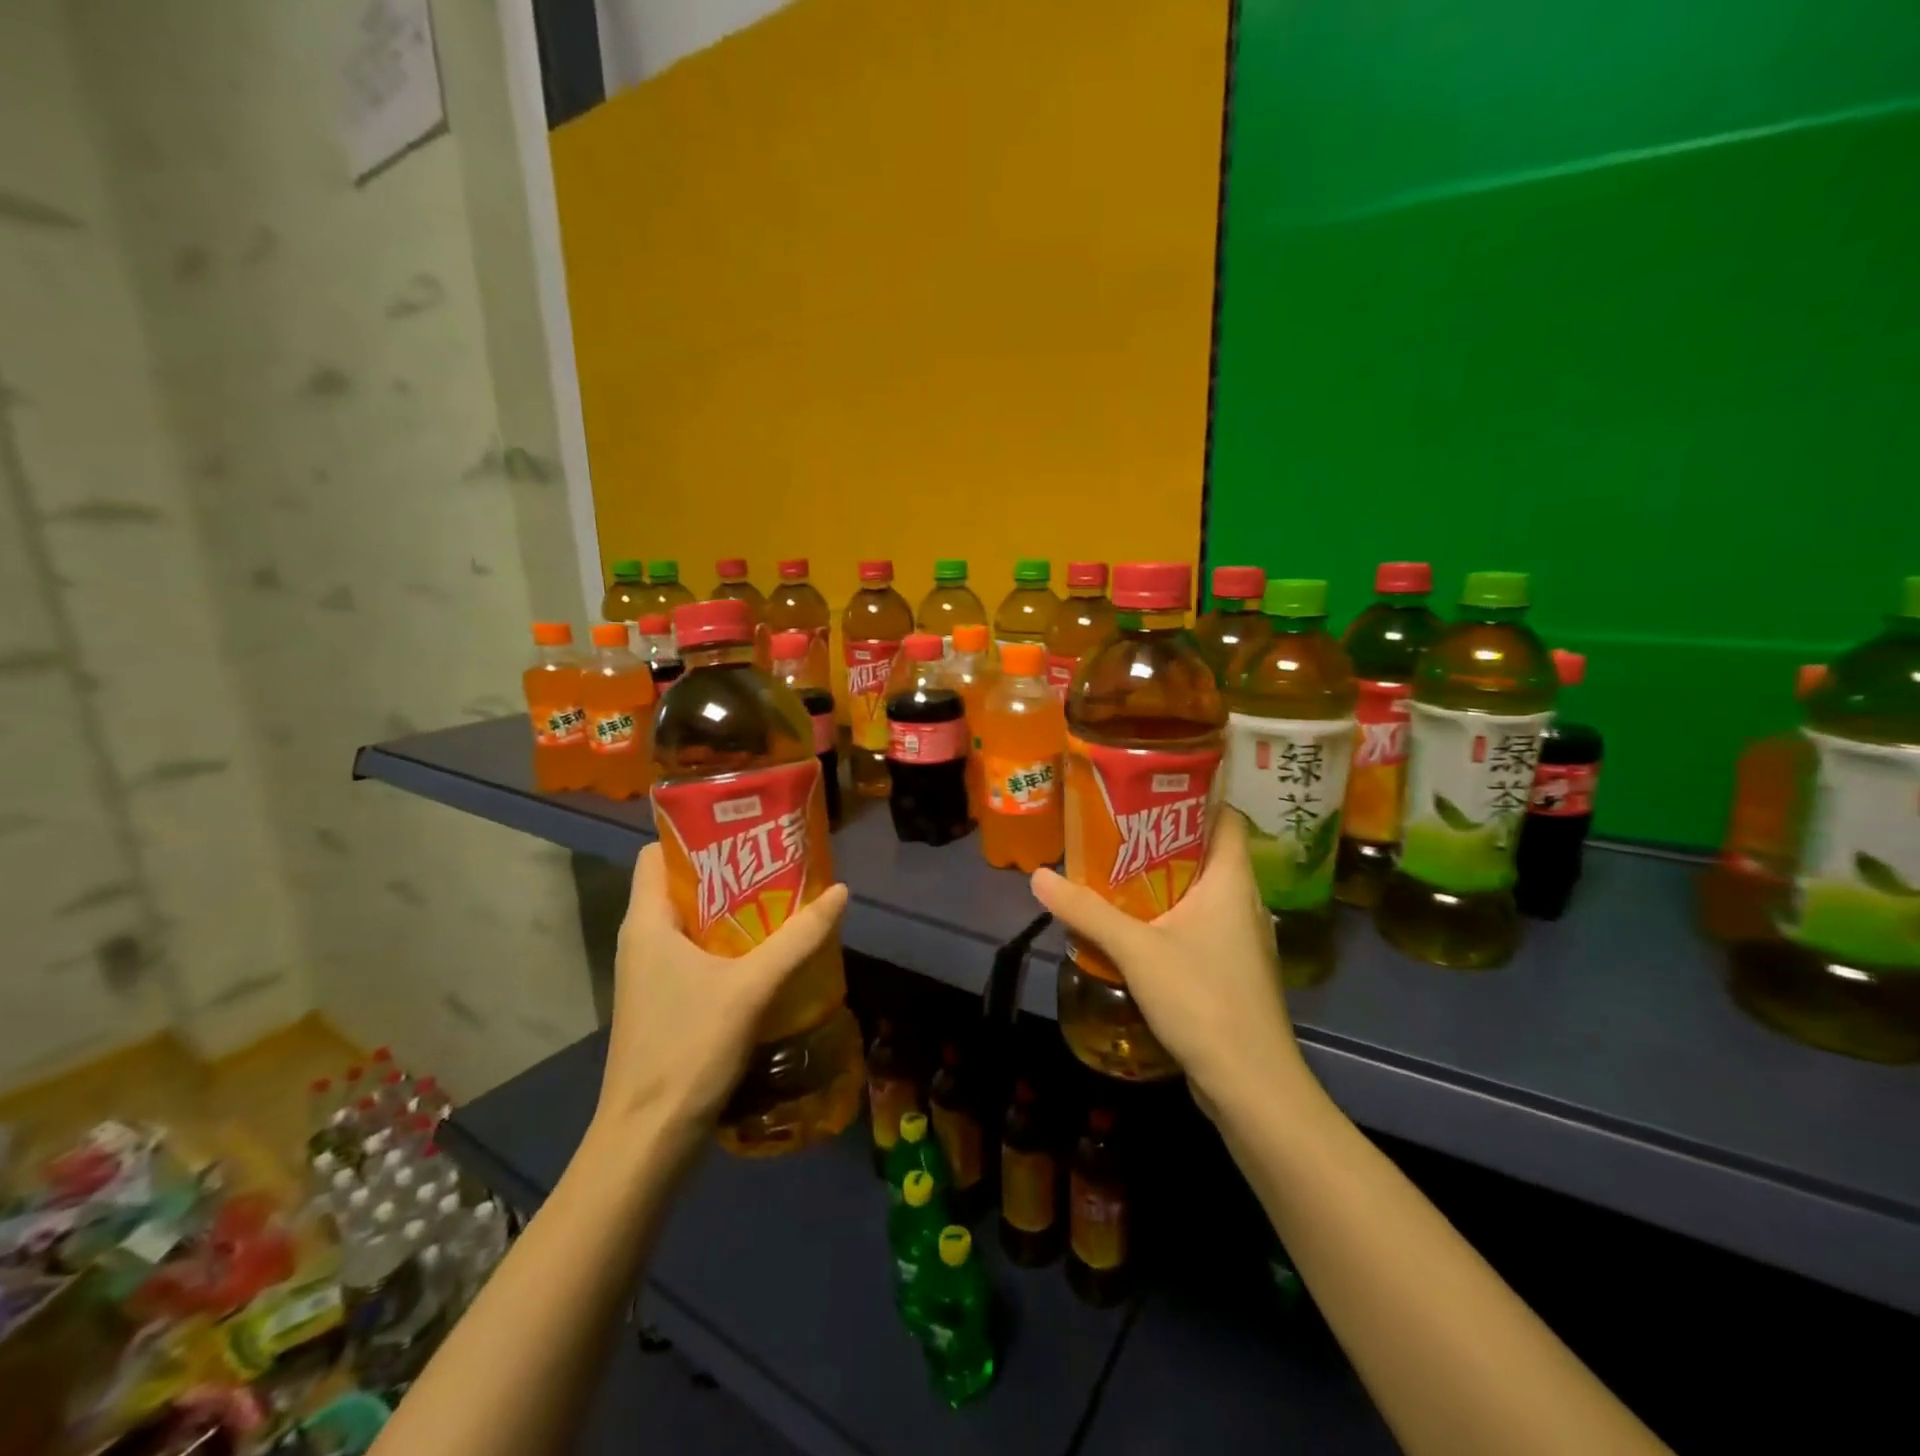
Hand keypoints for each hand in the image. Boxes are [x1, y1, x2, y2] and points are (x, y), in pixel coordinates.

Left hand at [596, 843, 849, 1143]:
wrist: (648, 1138)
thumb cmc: (688, 1048)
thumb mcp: (750, 987)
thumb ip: (797, 938)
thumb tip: (840, 892)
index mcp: (647, 922)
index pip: (657, 853)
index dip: (695, 834)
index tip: (744, 828)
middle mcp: (643, 939)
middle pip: (682, 884)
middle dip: (730, 869)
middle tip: (780, 860)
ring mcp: (652, 972)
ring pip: (693, 921)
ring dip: (734, 908)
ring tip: (784, 897)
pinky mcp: (666, 999)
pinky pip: (698, 952)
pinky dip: (730, 941)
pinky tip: (769, 950)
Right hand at [1030, 809, 1306, 1116]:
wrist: (1251, 1084)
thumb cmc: (1202, 999)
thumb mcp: (1136, 950)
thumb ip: (1087, 912)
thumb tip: (1038, 876)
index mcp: (1232, 881)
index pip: (1226, 817)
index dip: (1195, 797)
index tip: (1150, 789)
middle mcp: (1242, 902)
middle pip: (1207, 852)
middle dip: (1163, 839)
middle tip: (1115, 829)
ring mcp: (1241, 939)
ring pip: (1200, 892)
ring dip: (1162, 881)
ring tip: (1115, 871)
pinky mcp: (1232, 970)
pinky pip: (1198, 926)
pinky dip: (1168, 917)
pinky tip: (1133, 928)